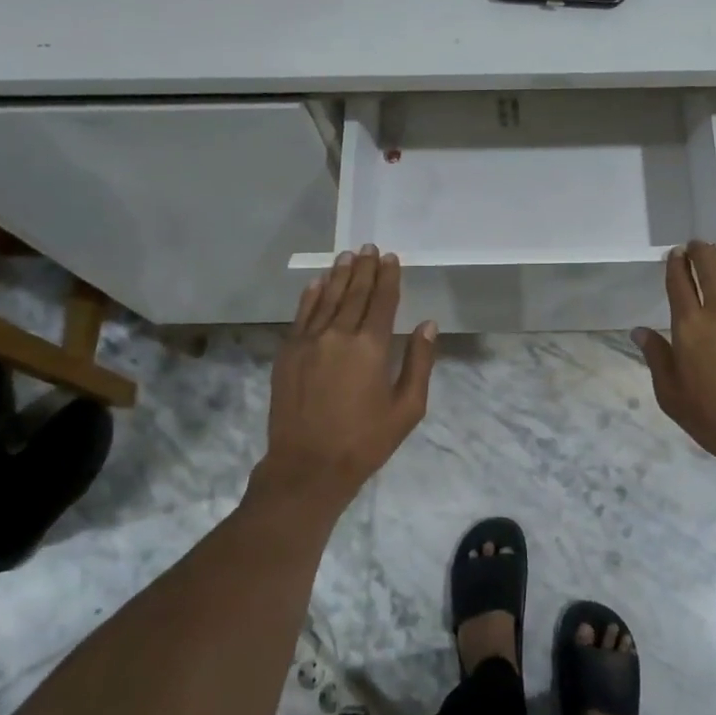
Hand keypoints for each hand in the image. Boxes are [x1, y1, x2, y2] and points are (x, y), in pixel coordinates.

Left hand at [255, 246, 437, 517]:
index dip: (388, 277)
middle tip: (369, 247)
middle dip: (364, 269)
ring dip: (338, 275)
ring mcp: (308, 342)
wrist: (307, 467)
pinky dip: (310, 296)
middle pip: (354, 293)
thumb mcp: (407, 408)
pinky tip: (317, 282)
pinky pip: (301, 316)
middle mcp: (338, 335)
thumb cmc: (365, 441)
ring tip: (347, 256)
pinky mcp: (287, 353)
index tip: (390, 258)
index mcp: (371, 346)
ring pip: (326, 298)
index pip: (382, 301)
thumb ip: (419, 362)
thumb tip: (428, 324)